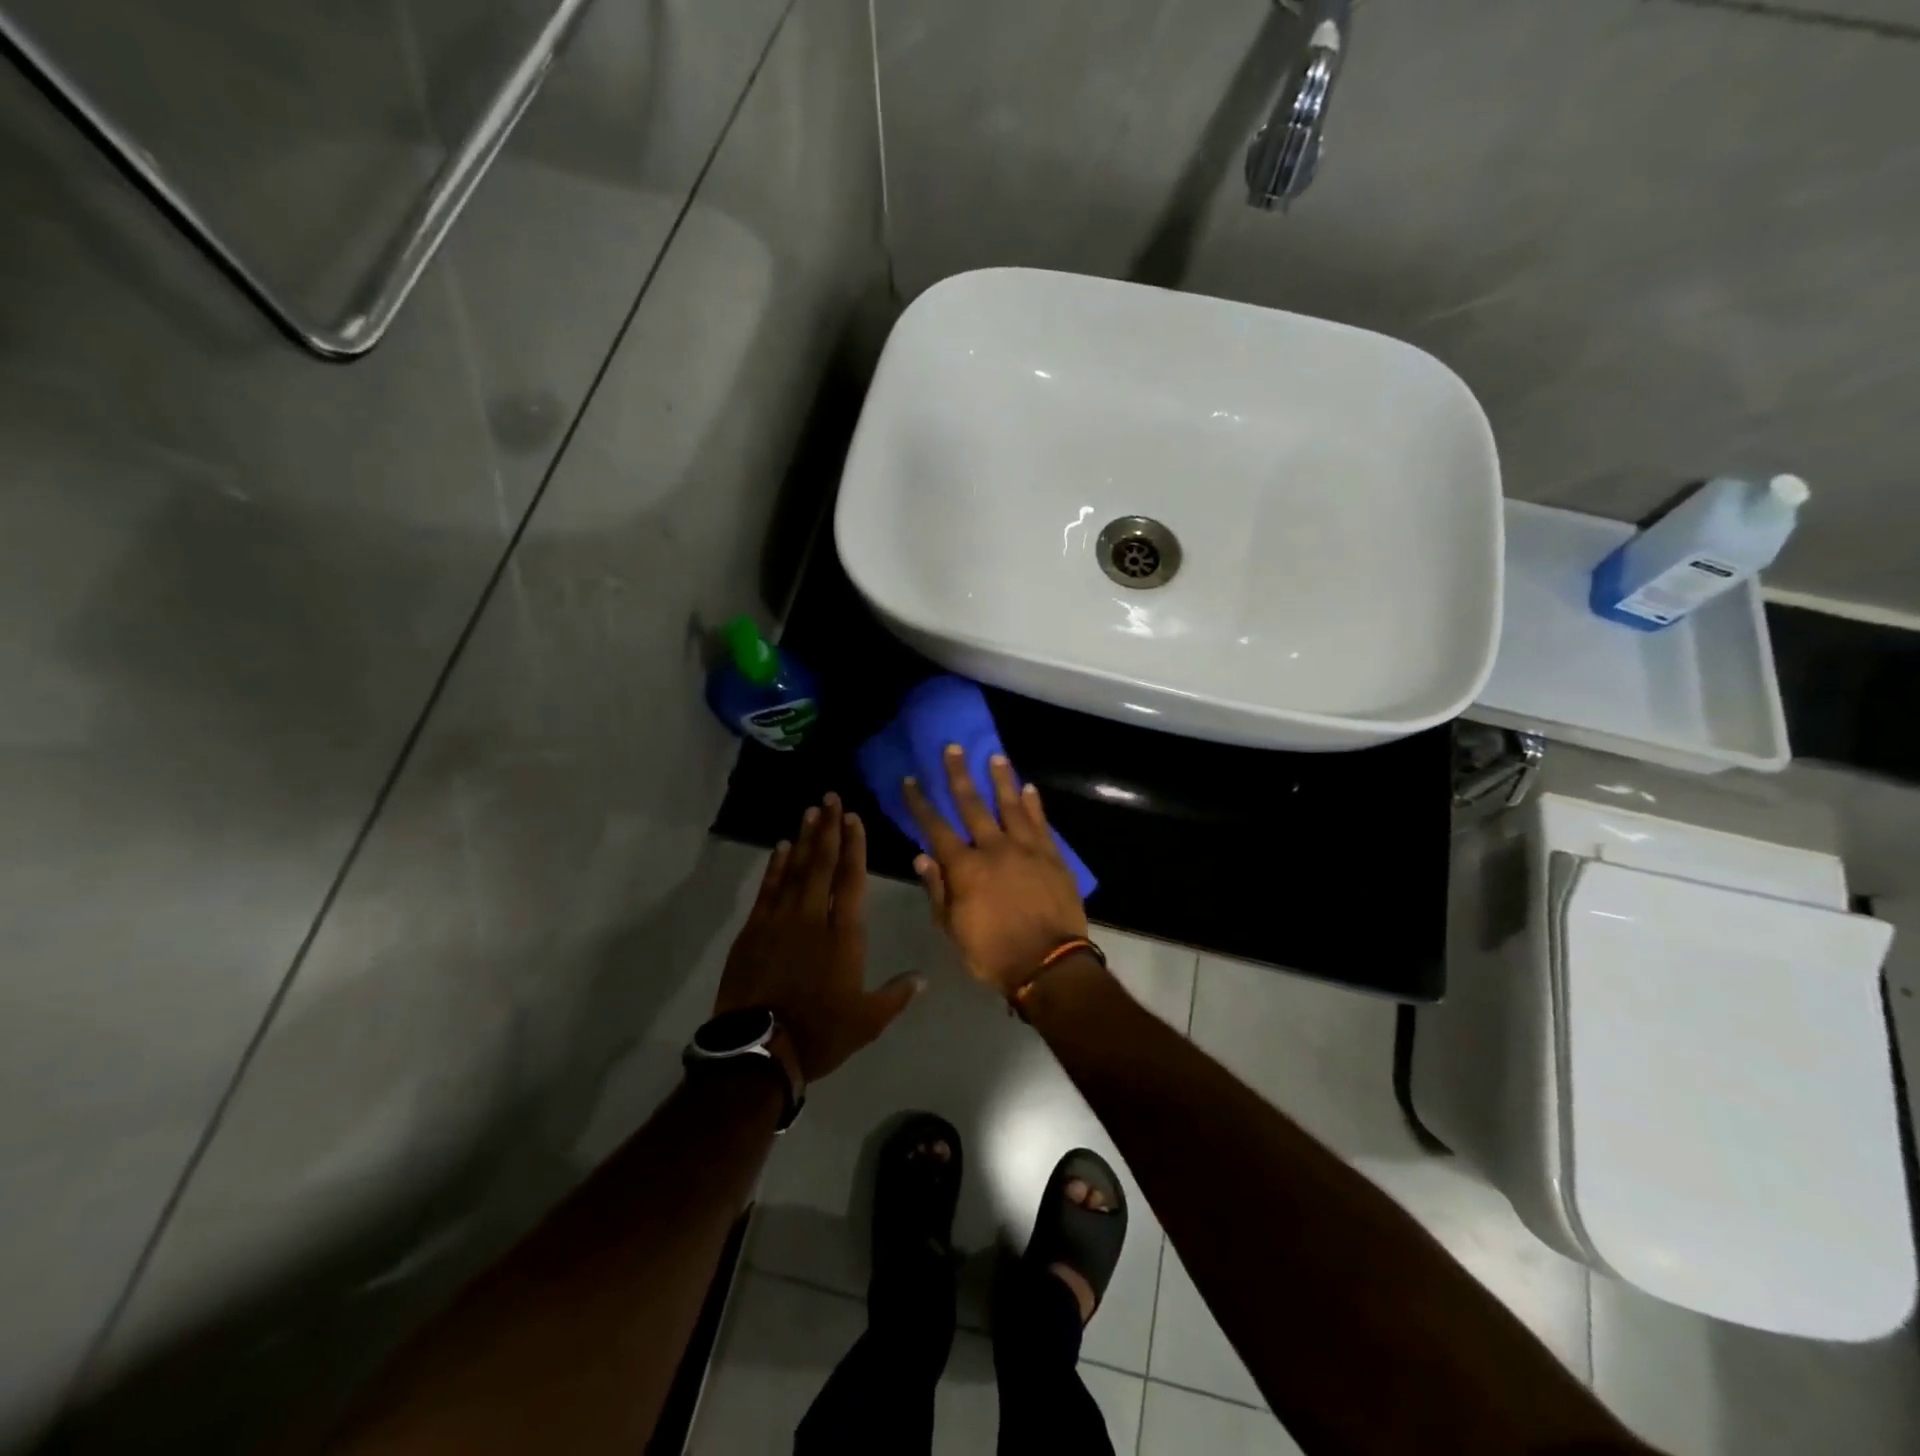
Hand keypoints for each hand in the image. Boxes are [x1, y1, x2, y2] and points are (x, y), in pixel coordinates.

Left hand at [715, 795, 924, 1082]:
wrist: (759, 1050)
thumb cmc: (820, 1032)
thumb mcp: (868, 1020)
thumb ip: (896, 995)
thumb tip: (922, 978)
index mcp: (844, 934)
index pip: (851, 879)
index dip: (854, 846)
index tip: (854, 817)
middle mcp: (812, 918)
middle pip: (822, 864)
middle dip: (828, 828)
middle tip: (830, 797)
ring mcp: (779, 921)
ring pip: (794, 870)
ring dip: (803, 839)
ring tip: (810, 812)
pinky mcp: (753, 931)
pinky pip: (768, 889)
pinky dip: (775, 866)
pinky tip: (780, 848)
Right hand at [904, 747, 1089, 997]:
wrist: (1049, 965)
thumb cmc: (993, 953)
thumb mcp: (953, 929)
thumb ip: (938, 890)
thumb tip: (921, 856)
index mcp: (965, 868)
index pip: (936, 827)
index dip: (921, 803)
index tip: (911, 780)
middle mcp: (994, 849)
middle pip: (973, 805)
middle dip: (960, 775)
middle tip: (953, 748)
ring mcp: (1027, 849)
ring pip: (1011, 805)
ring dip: (1001, 779)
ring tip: (995, 756)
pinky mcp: (1053, 857)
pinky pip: (1041, 823)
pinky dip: (1034, 804)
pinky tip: (1029, 788)